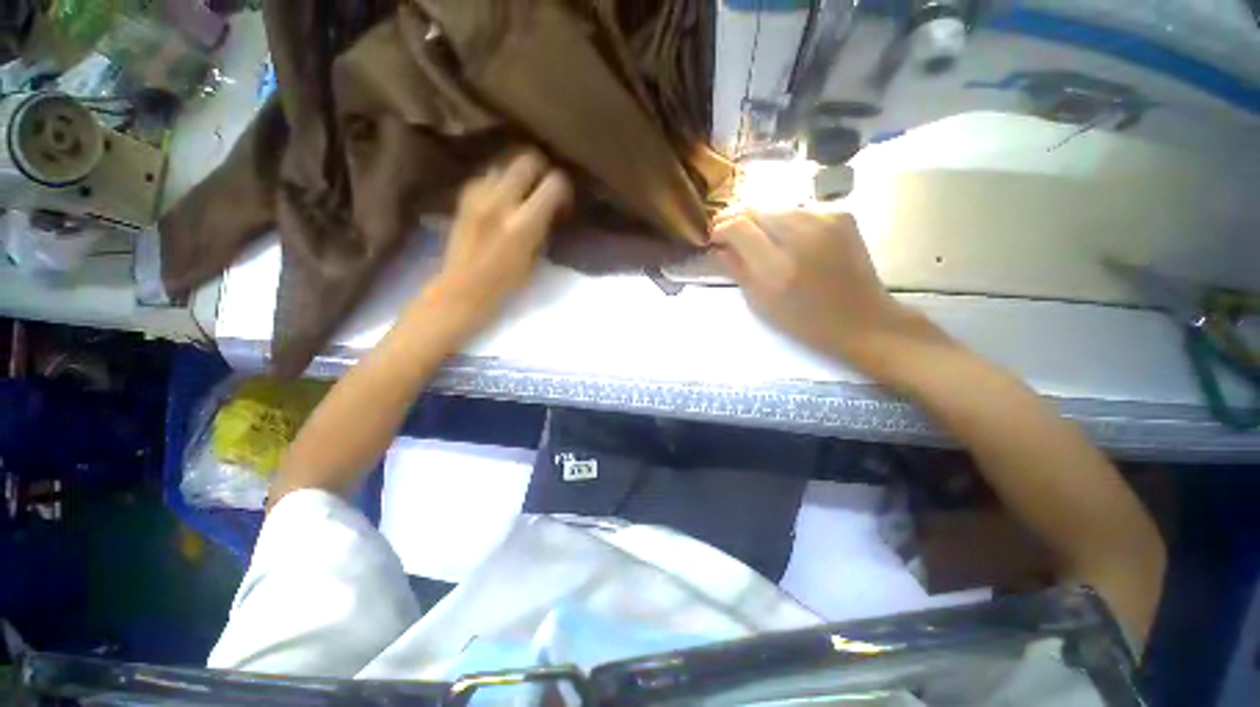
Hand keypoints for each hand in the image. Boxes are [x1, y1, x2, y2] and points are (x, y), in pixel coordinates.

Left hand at [426, 151, 571, 321]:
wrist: (463, 286)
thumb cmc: (506, 281)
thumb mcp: (536, 257)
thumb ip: (544, 226)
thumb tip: (552, 206)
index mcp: (523, 224)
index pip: (553, 184)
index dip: (564, 187)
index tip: (564, 201)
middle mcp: (500, 202)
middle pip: (527, 160)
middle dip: (542, 168)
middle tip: (545, 185)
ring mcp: (478, 195)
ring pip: (505, 163)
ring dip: (519, 173)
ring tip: (523, 190)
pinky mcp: (464, 195)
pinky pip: (488, 175)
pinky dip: (500, 181)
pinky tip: (502, 197)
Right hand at [712, 210, 943, 368]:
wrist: (861, 319)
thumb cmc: (804, 321)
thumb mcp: (760, 302)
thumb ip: (736, 269)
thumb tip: (717, 247)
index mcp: (777, 265)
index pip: (738, 226)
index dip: (720, 228)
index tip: (713, 238)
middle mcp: (801, 234)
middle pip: (756, 208)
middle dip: (736, 218)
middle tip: (727, 233)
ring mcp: (825, 219)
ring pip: (776, 205)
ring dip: (759, 218)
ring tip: (754, 236)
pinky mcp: (841, 214)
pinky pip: (799, 209)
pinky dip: (783, 220)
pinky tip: (784, 237)